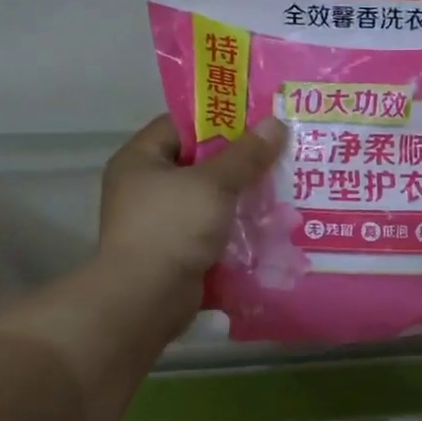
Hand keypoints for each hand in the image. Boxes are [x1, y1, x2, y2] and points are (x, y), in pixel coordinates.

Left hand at [98, 114, 285, 315]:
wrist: (145, 299)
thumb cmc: (172, 227)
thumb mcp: (213, 184)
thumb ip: (245, 155)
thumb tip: (275, 124)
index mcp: (140, 159)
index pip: (181, 125)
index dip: (219, 121)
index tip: (258, 123)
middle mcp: (144, 187)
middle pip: (198, 164)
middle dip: (238, 164)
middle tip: (277, 157)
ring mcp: (158, 223)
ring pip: (207, 201)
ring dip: (240, 200)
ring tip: (280, 192)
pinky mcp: (173, 253)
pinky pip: (209, 233)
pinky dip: (233, 232)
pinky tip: (266, 229)